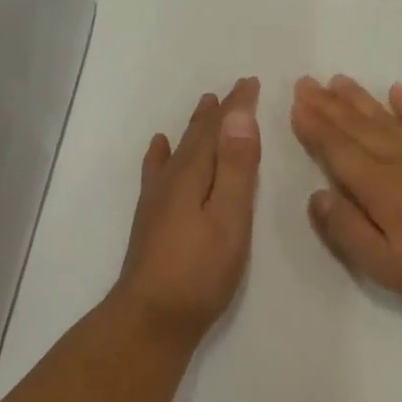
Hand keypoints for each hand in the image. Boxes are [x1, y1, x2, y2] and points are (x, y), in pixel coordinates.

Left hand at [111, 77, 261, 348]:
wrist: (150, 318)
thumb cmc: (199, 271)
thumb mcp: (229, 218)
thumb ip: (235, 167)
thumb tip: (239, 116)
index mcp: (193, 175)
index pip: (218, 130)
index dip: (235, 106)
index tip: (250, 82)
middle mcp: (172, 179)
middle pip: (197, 136)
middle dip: (218, 112)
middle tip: (233, 89)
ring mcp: (157, 199)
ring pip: (180, 150)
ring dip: (195, 128)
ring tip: (203, 106)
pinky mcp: (152, 219)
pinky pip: (157, 172)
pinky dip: (161, 155)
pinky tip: (159, 147)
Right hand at [290, 75, 401, 313]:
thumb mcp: (383, 265)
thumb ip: (346, 229)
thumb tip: (316, 195)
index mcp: (379, 187)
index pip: (338, 149)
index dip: (315, 127)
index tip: (296, 103)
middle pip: (357, 126)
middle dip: (328, 105)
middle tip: (306, 82)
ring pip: (387, 117)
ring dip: (360, 98)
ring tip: (338, 80)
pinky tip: (397, 91)